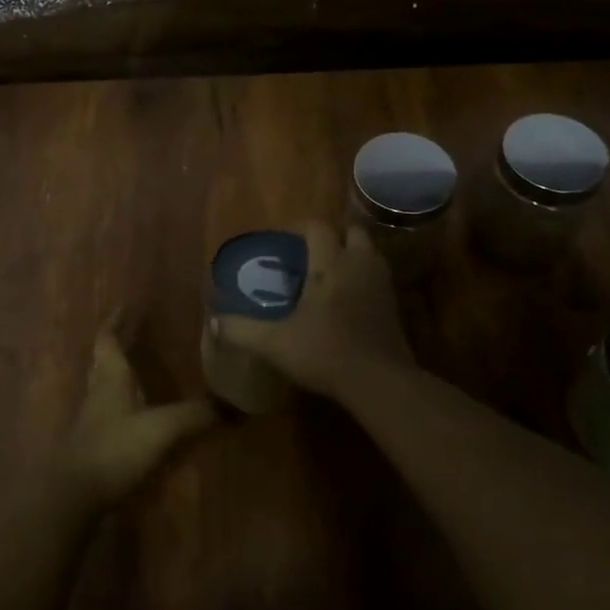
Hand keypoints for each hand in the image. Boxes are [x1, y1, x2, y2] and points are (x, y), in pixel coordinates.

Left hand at [56, 315, 217, 510]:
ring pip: (103, 383)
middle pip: (103, 358)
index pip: (108, 338)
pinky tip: (135, 411)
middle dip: (117, 343)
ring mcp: (93, 418)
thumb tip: (234, 406)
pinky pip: (107, 410)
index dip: (116, 321)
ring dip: (117, 371)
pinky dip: (121, 401)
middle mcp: (98, 390)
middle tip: (135, 331)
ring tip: (138, 366)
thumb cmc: (115, 449)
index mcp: (110, 376)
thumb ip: (195, 415)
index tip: (127, 306)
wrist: (74, 495)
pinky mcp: (93, 442)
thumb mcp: (161, 428)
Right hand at [211, 220, 409, 401]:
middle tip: (311, 254)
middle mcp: (359, 264)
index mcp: (331, 262)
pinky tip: (348, 299)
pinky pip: (378, 277)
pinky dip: (363, 278)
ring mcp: (382, 283)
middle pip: (351, 231)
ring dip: (351, 255)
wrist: (381, 382)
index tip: (282, 240)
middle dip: (333, 236)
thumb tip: (213, 323)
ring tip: (329, 273)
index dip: (299, 227)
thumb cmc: (326, 352)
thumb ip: (242, 331)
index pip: (317, 227)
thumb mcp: (276, 343)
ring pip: (369, 252)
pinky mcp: (395, 305)